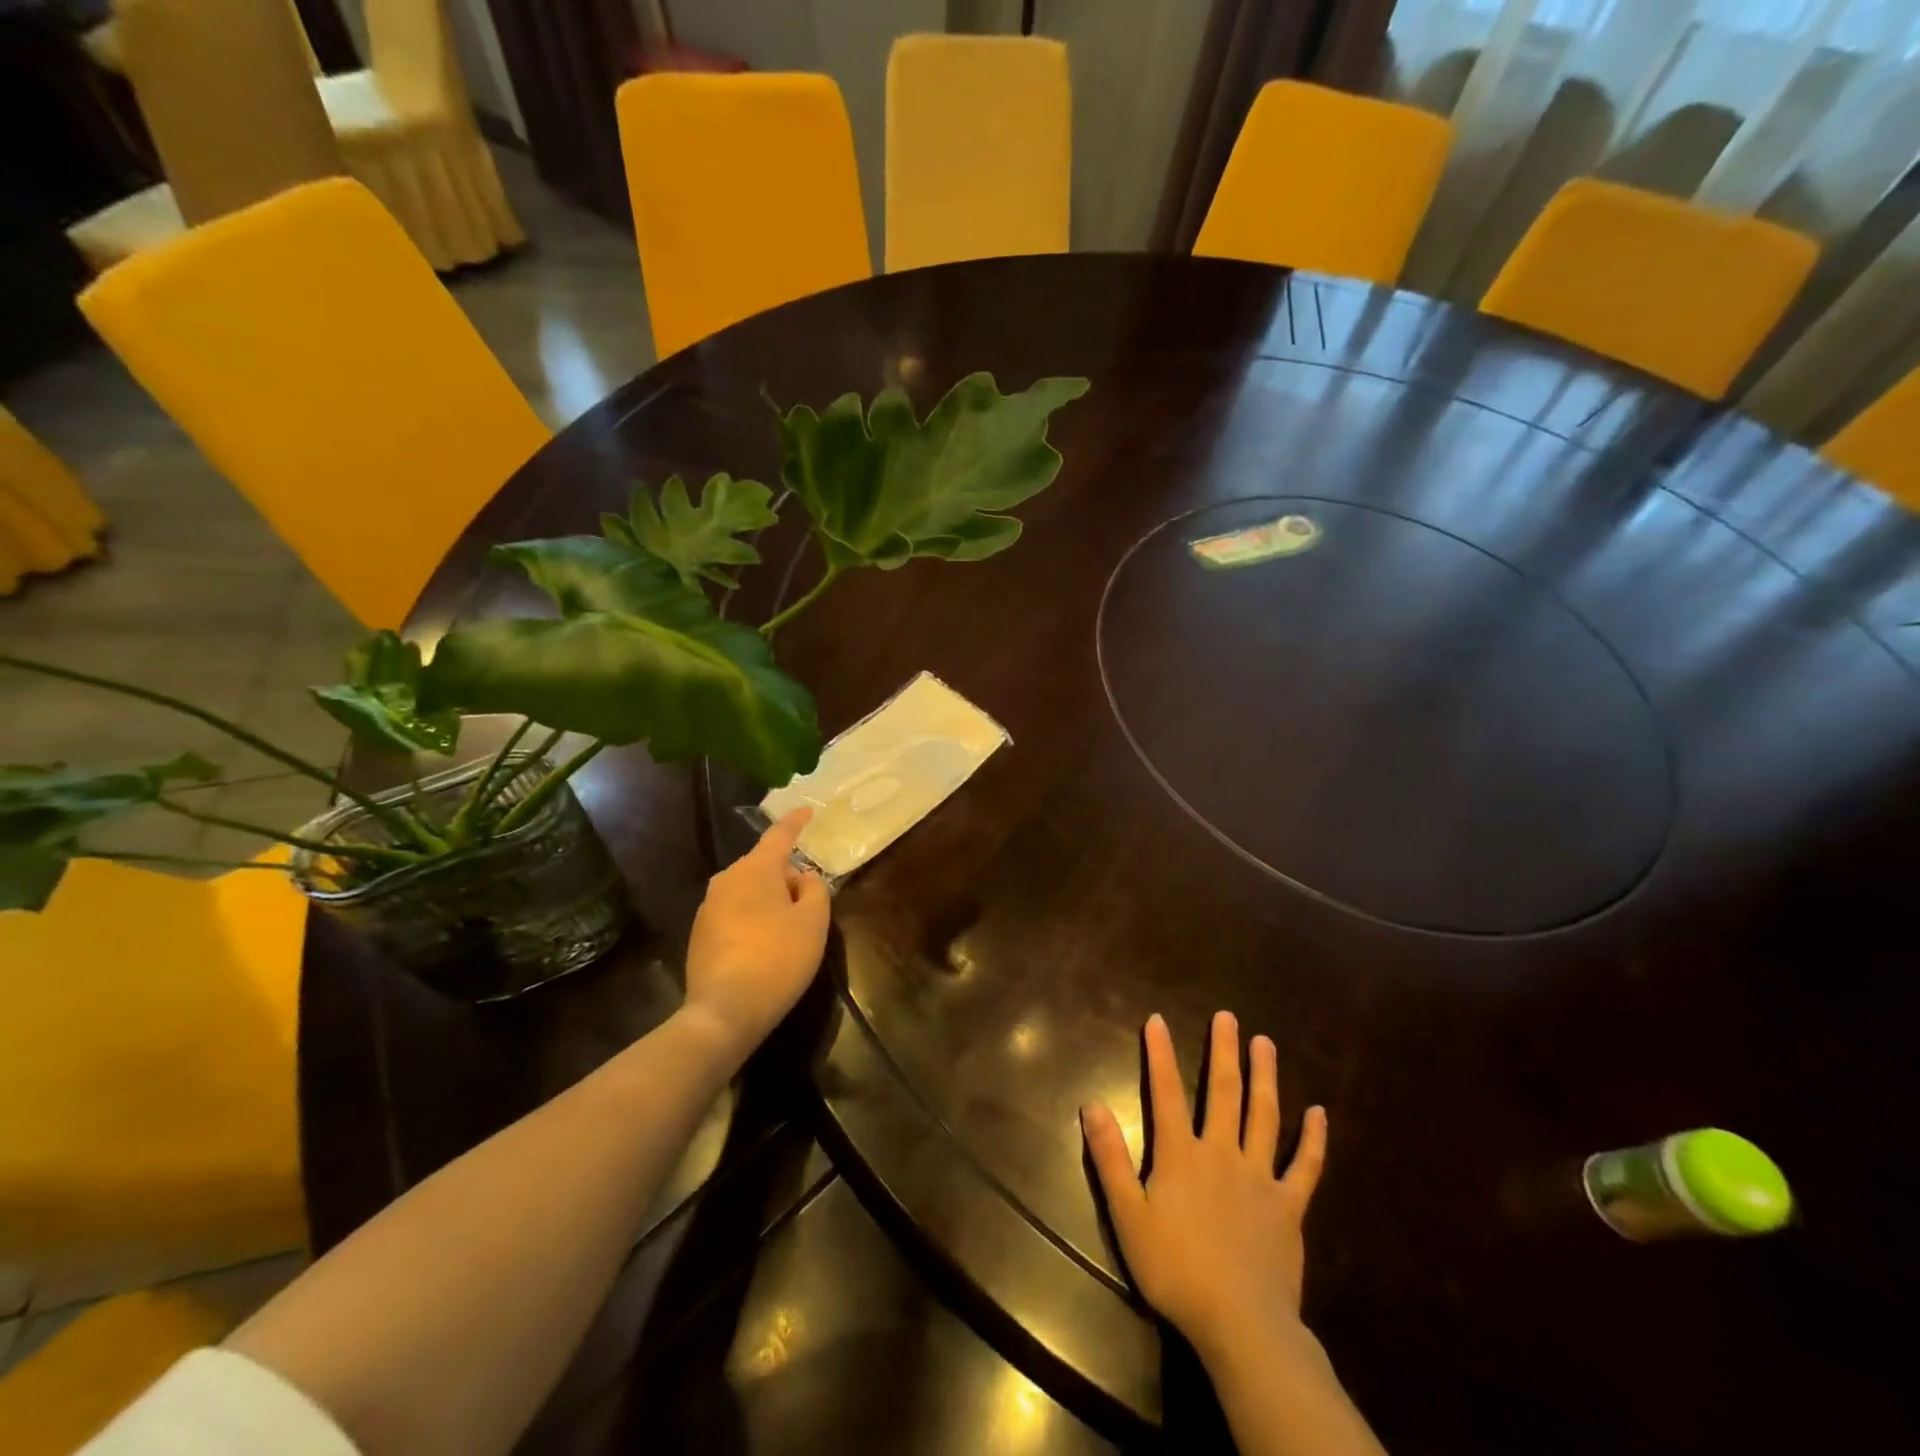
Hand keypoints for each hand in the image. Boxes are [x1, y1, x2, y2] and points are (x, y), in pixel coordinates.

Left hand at [681, 808, 830, 1060]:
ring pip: (748, 891)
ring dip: (769, 901)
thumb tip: (801, 878)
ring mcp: (708, 908)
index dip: (795, 822)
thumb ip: (814, 890)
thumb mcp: (813, 922)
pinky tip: (765, 949)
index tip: (807, 810)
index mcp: (755, 870)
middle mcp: (726, 880)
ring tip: (788, 931)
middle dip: (786, 877)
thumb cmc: (778, 959)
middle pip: (764, 867)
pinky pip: (734, 914)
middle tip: (808, 904)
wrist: (724, 1011)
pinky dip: (753, 921)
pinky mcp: (700, 935)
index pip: (779, 836)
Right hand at [1082, 1011, 1327, 1364]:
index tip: (1157, 1020)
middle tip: (1228, 1017)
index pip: (1165, 1092)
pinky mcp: (1289, 1206)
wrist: (1241, 1324)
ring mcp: (1260, 1177)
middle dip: (1224, 1050)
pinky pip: (1305, 1166)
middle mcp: (1222, 1153)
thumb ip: (1109, 1158)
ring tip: (1266, 1044)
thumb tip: (1091, 1104)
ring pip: (1264, 1116)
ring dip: (1265, 1077)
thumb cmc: (1176, 1270)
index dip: (1159, 1054)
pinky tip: (1319, 1112)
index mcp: (1181, 1154)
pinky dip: (1313, 1139)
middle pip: (1223, 1091)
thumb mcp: (1127, 1216)